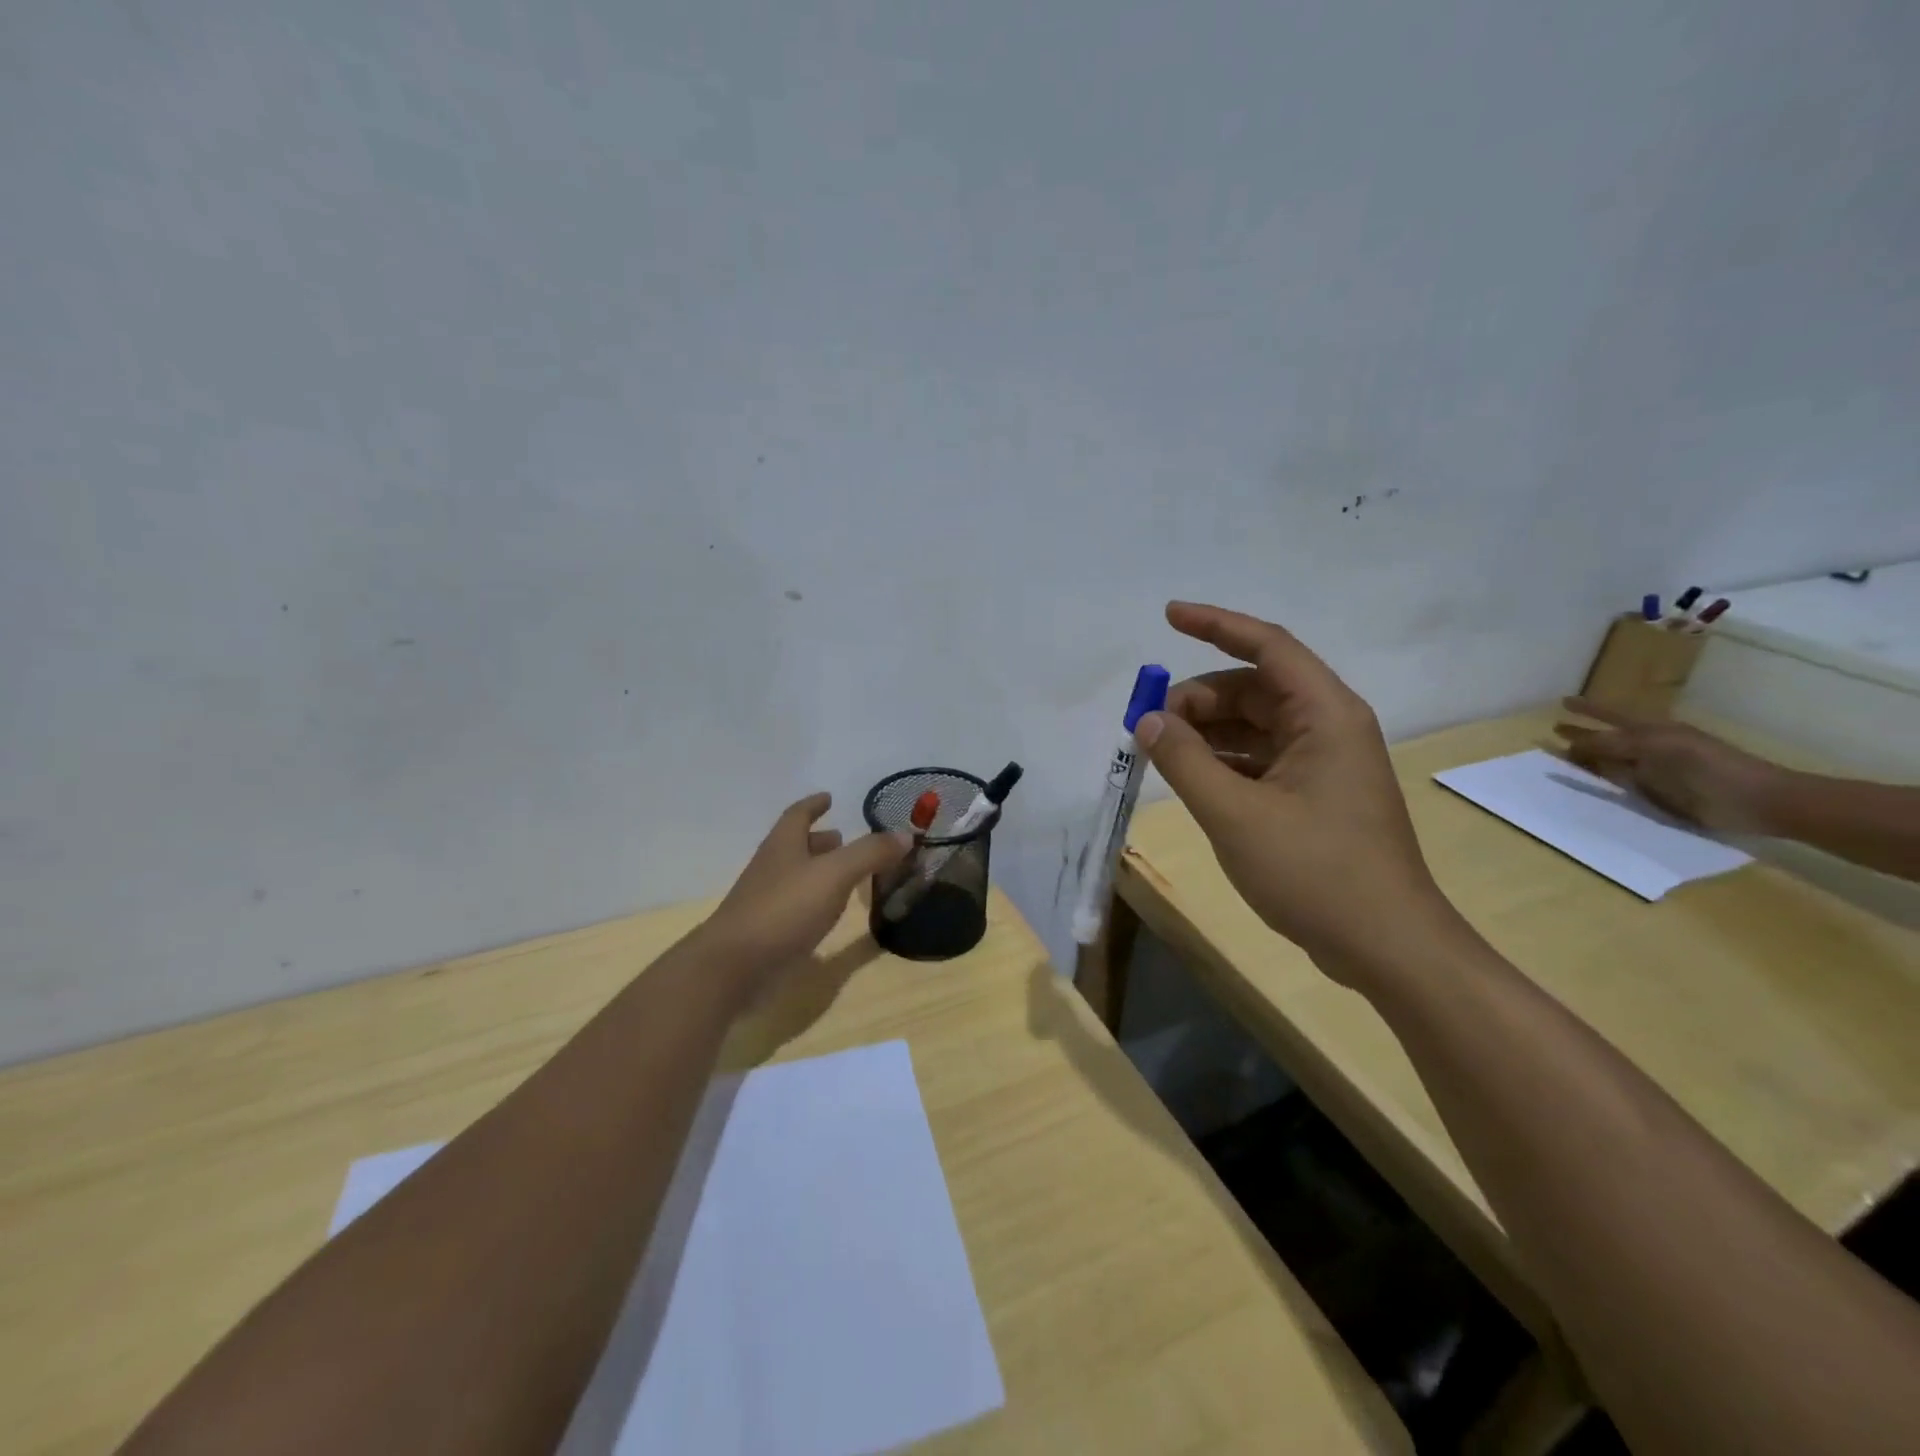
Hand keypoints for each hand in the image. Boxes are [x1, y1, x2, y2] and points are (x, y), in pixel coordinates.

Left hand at [696, 793, 909, 997]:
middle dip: (820, 839)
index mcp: (783, 845)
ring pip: (797, 877)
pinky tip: (832, 914)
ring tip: (847, 874)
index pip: (798, 814)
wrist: (734, 966)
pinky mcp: (769, 932)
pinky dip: (816, 902)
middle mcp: (772, 868)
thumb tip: (905, 834)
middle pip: (796, 845)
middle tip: (844, 837)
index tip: (829, 797)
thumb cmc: (784, 909)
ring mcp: (767, 901)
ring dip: (819, 871)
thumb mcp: (834, 874)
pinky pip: (797, 907)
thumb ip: (870, 853)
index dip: (814, 804)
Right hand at [1136, 602, 1455, 980]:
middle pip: (1253, 688)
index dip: (1216, 624)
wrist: (1386, 946)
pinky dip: (1223, 761)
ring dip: (1206, 731)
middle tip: (1149, 725)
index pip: (1267, 647)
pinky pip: (1260, 758)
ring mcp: (1323, 763)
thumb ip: (1185, 762)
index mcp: (1324, 715)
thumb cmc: (1315, 871)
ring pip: (1254, 726)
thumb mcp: (1235, 814)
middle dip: (1198, 698)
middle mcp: (1328, 727)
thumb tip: (1147, 720)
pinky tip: (1191, 778)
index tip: (1169, 615)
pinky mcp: (1315, 795)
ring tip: (1160, 752)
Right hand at [1554, 699, 1785, 832]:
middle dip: (1582, 734)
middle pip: (1607, 739)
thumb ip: (1614, 744)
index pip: (1611, 716)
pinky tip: (1586, 787)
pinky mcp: (1656, 798)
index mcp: (1653, 731)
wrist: (1758, 801)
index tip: (1563, 703)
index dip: (1588, 709)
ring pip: (1610, 763)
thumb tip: (1572, 745)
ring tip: (1561, 759)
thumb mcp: (1658, 747)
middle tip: (1554, 729)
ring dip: (1586, 760)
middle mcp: (1650, 750)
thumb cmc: (1710, 767)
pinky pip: (1618, 787)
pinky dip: (1599, 785)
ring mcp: (1653, 774)